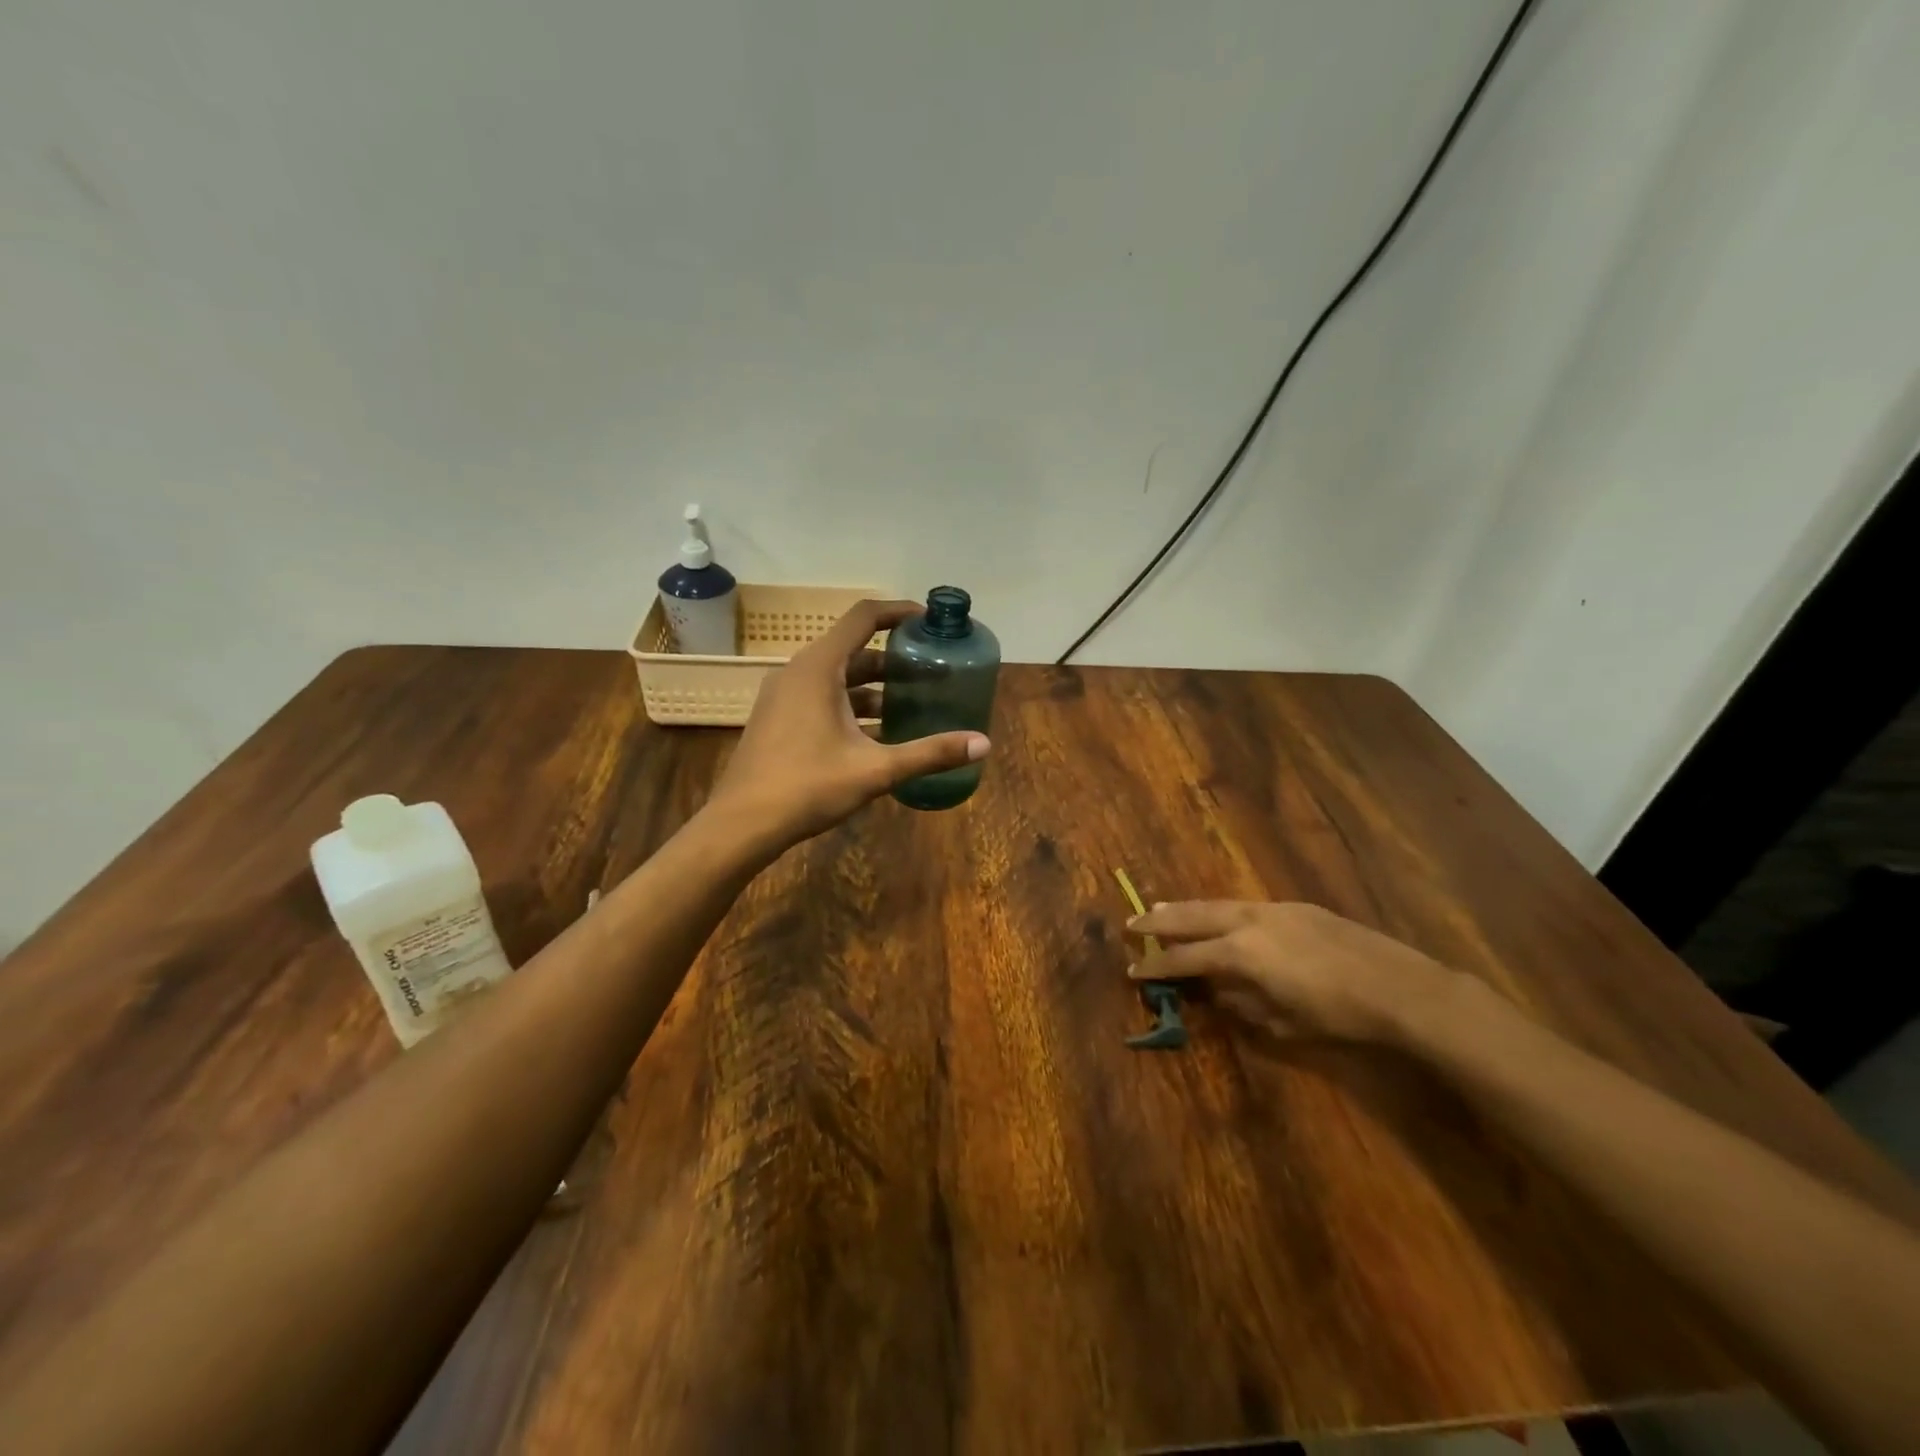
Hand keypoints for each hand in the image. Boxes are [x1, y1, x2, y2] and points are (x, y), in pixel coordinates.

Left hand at [708, 599, 990, 845]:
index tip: (928, 620)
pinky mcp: (778, 719)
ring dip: (873, 687)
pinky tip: (876, 734)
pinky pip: (821, 697)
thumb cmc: (807, 787)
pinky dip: (850, 705)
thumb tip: (983, 744)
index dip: (898, 612)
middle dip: (893, 660)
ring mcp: (783, 696)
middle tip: (930, 672)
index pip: (863, 618)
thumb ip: (929, 753)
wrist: (742, 824)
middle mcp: (798, 672)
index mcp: (819, 668)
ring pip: (837, 678)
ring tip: (911, 704)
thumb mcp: (875, 770)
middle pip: (853, 650)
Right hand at [1126, 901, 1474, 1045]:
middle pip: (1192, 917)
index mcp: (1240, 954)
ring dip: (1186, 909)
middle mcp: (1248, 922)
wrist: (1398, 986)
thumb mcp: (1282, 1022)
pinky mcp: (1294, 907)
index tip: (1131, 970)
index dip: (1157, 966)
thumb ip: (1241, 1004)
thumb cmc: (1336, 1014)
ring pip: (1216, 904)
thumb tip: (1215, 992)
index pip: (1186, 959)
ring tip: (1161, 909)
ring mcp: (1272, 909)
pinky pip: (1242, 905)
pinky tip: (1218, 916)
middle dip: (1159, 922)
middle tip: (1131, 923)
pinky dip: (1219, 910)